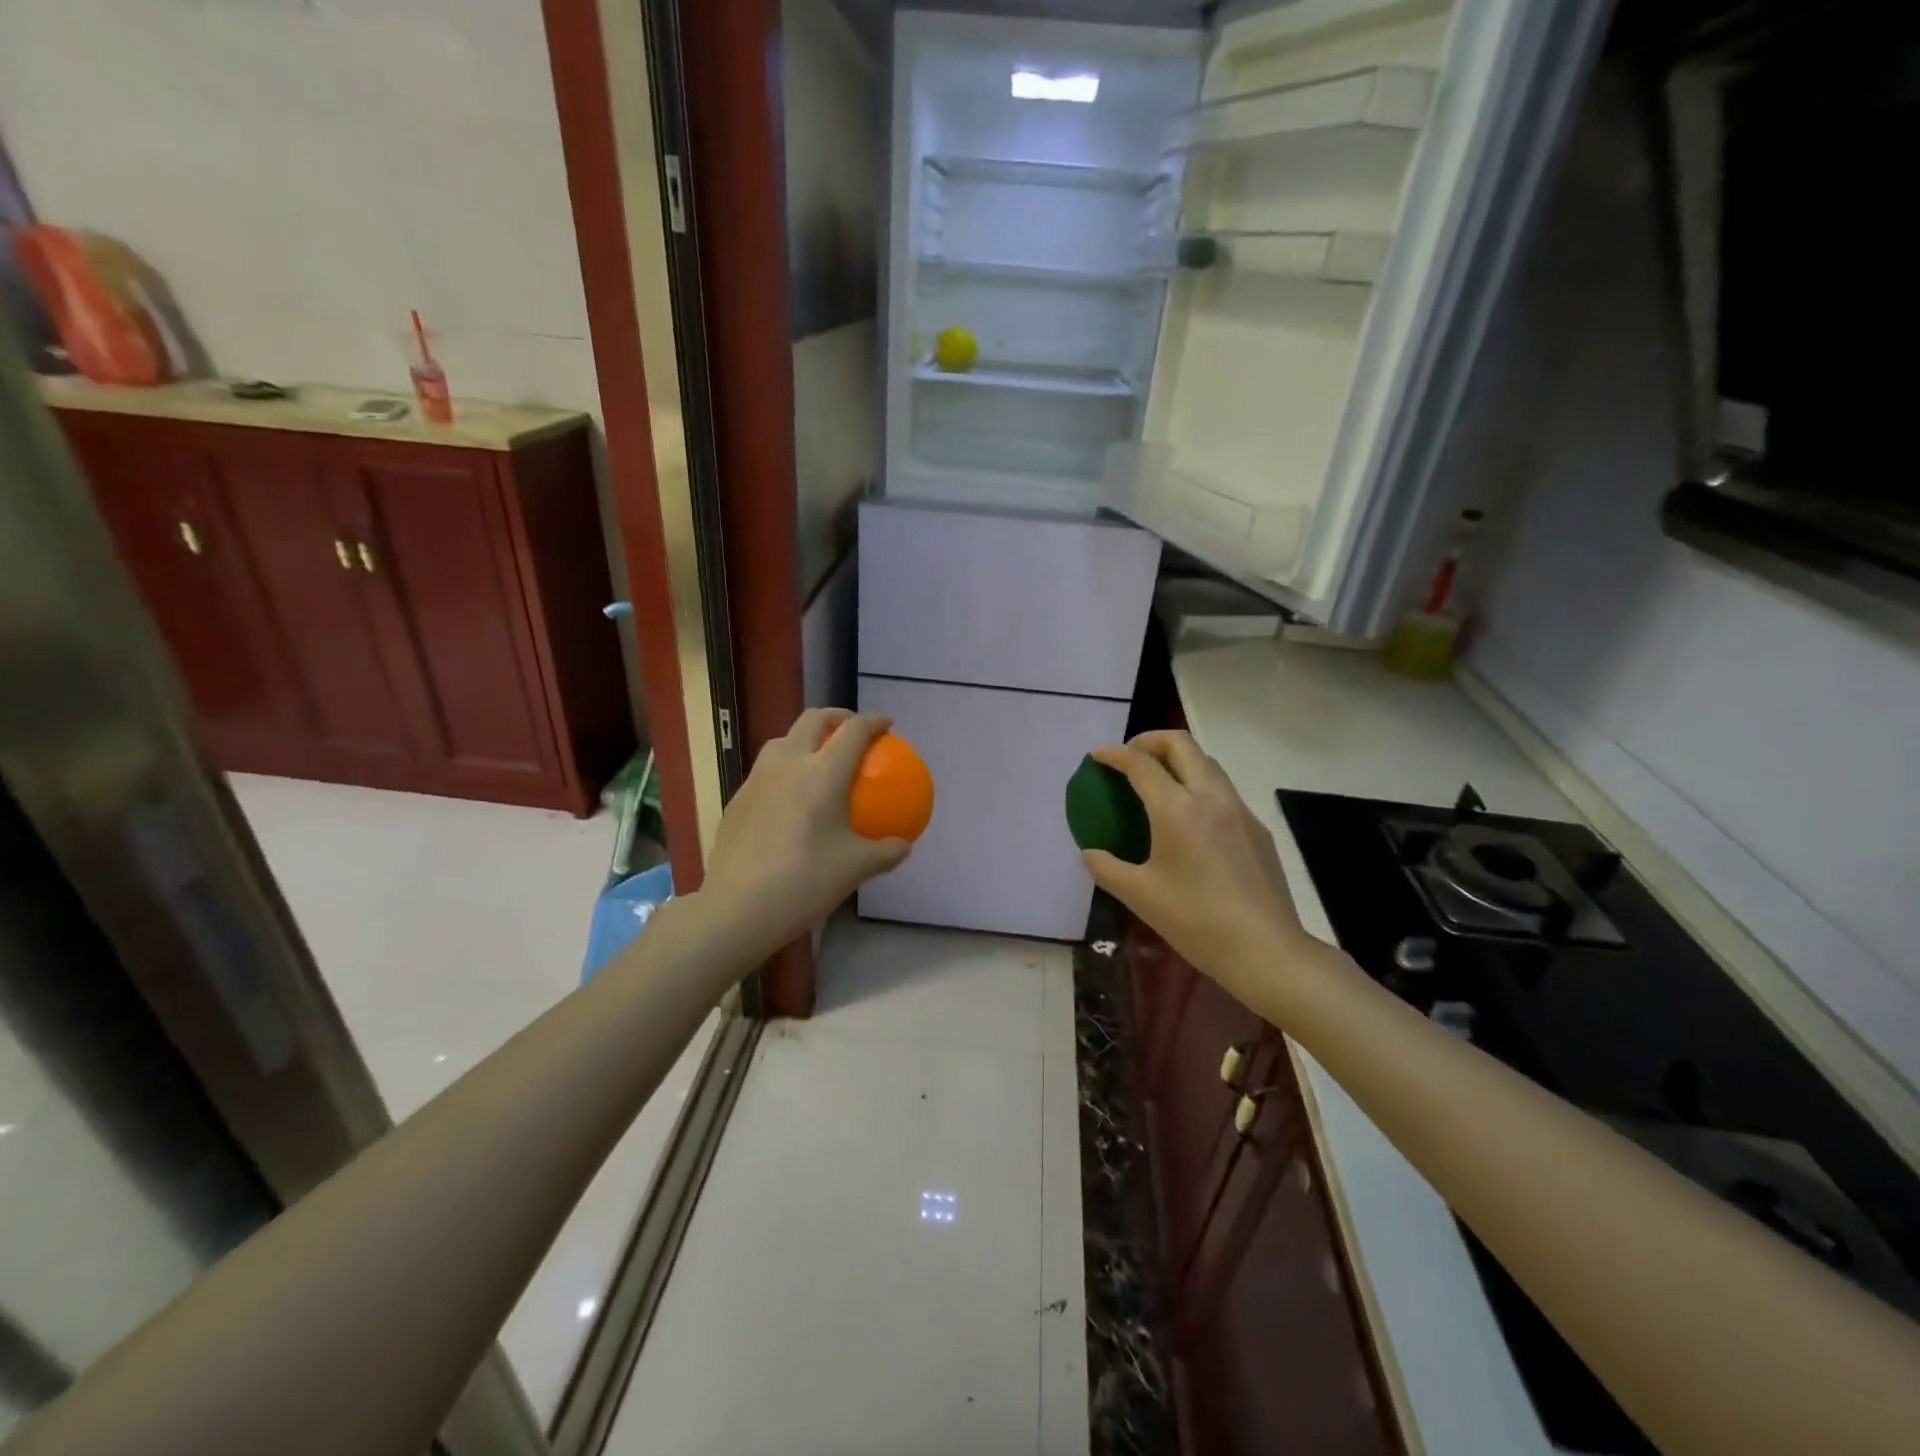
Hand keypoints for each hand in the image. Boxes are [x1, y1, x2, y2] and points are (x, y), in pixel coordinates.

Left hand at [698, 709, 911, 957]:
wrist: (738, 907)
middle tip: (852, 730)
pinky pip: (765, 770)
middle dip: (837, 716)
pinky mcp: (737, 799)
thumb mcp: (856, 868)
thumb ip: (885, 852)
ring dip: (805, 738)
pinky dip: (784, 768)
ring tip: (818, 757)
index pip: (854, 730)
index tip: (887, 725)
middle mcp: (788, 763)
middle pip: (813, 720)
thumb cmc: (805, 881)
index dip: (874, 721)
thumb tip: (903, 845)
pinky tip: (789, 796)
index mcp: (823, 772)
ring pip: (782, 740)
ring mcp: (757, 779)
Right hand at [1082, 731, 1311, 1004]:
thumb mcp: (1140, 896)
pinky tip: (1190, 817)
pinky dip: (1198, 784)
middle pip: (1181, 744)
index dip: (1114, 754)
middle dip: (1149, 740)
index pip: (1141, 763)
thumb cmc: (1196, 921)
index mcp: (1177, 810)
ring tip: (1157, 780)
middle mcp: (1210, 797)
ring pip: (1206, 762)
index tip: (1097, 755)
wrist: (1266, 950)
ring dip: (1177, 759)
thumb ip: (1107, 868)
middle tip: (1129, 757)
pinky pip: (1223, 789)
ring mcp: (1239, 810)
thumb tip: (1090, 853)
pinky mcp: (1257, 828)